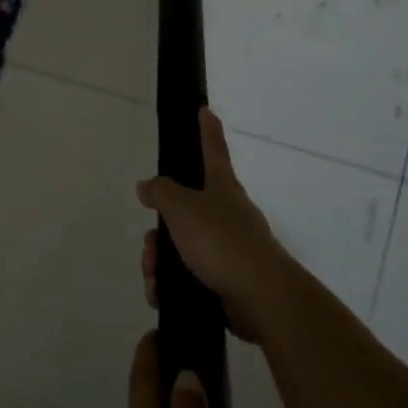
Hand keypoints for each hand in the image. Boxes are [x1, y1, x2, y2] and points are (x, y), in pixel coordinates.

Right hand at [136, 108, 296, 342]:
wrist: (260, 298)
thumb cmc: (222, 241)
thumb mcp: (182, 208)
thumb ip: (161, 192)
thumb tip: (148, 185)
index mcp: (222, 187)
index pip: (212, 149)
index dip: (206, 129)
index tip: (204, 109)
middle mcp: (227, 214)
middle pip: (183, 210)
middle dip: (159, 229)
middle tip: (150, 244)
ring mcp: (227, 248)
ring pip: (180, 246)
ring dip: (159, 260)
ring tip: (154, 277)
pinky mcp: (225, 280)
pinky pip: (187, 276)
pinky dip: (170, 284)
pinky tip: (161, 294)